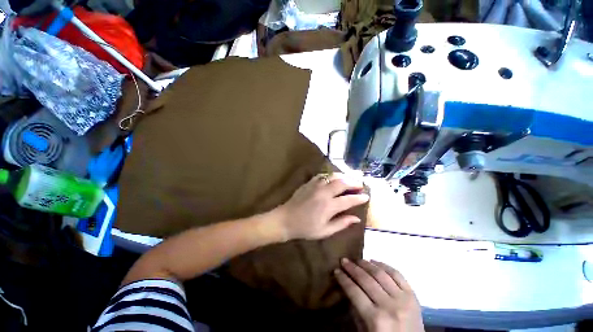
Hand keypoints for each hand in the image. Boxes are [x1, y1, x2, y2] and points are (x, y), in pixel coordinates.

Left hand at [276, 173, 369, 239]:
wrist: (285, 219)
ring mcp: (316, 186)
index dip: (359, 198)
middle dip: (354, 182)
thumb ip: (341, 223)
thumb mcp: (325, 231)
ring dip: (344, 177)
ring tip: (349, 180)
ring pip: (333, 176)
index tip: (366, 196)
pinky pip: (322, 175)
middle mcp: (324, 193)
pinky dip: (330, 176)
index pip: (349, 199)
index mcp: (329, 206)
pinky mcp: (309, 183)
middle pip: (343, 183)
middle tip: (360, 185)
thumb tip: (356, 219)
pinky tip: (334, 178)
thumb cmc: (305, 228)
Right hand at [335, 259, 423, 331]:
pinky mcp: (413, 295)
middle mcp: (389, 306)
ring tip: (357, 259)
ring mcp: (403, 299)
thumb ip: (356, 310)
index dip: (343, 279)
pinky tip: (374, 261)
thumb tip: (347, 287)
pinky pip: (397, 274)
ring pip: (380, 274)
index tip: (336, 270)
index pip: (354, 292)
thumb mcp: (364, 331)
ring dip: (366, 264)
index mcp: (376, 319)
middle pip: (366, 280)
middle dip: (352, 268)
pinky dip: (384, 265)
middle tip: (344, 260)